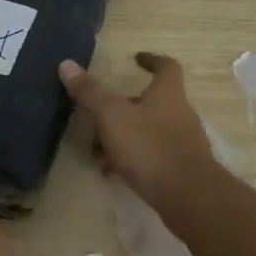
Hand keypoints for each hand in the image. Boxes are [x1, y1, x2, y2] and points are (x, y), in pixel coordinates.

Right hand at [59, 52, 217, 211]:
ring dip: (122, 137)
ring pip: (146, 131)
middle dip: (121, 108)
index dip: (152, 60)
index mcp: (167, 94)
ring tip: (97, 152)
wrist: (188, 196)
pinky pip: (151, 156)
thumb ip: (90, 92)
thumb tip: (66, 64)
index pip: (166, 67)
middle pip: (150, 102)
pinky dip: (131, 159)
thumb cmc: (150, 146)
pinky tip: (112, 173)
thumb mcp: (112, 115)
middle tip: (97, 117)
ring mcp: (181, 143)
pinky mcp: (179, 169)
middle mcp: (179, 114)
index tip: (136, 59)